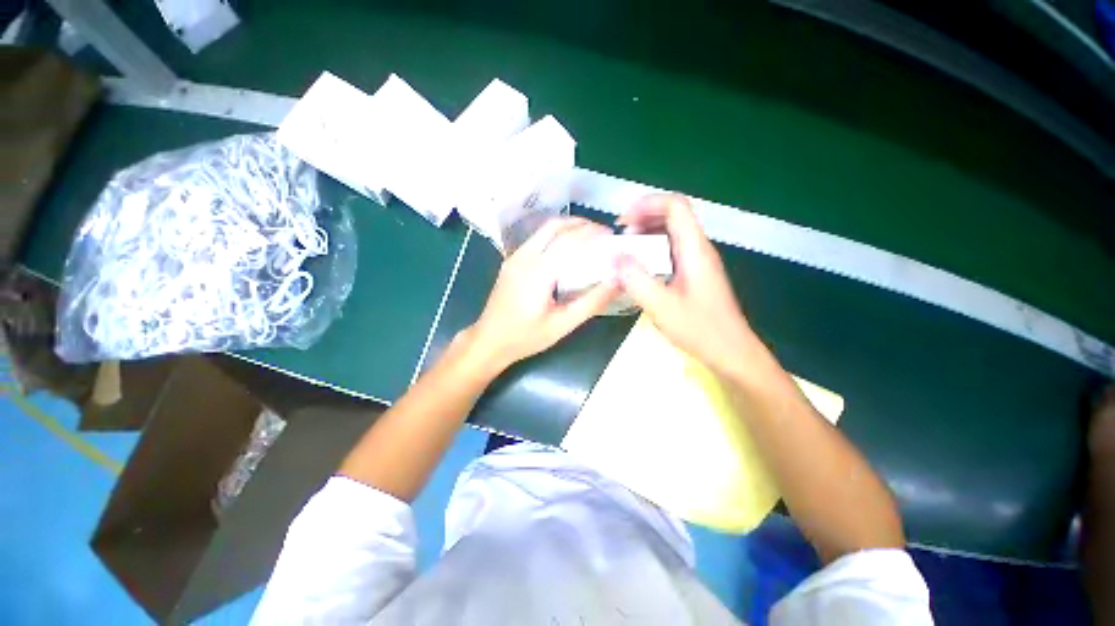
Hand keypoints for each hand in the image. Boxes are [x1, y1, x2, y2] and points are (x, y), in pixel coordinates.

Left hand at [468, 217, 619, 370]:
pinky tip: (566, 250)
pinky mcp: (511, 261)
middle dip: (581, 224)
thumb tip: (618, 281)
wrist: (489, 340)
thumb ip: (592, 302)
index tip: (612, 235)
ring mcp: (515, 257)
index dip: (592, 233)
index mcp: (538, 271)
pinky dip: (555, 236)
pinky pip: (537, 239)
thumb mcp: (563, 324)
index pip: (569, 240)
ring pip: (544, 229)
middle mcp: (525, 256)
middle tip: (601, 233)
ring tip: (588, 238)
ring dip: (568, 227)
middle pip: (555, 226)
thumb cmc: (526, 337)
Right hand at [616, 194, 757, 377]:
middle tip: (620, 236)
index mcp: (695, 250)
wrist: (731, 352)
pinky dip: (652, 250)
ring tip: (625, 249)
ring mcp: (698, 261)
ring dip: (646, 234)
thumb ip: (637, 280)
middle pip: (673, 216)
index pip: (675, 206)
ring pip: (671, 233)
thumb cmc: (701, 330)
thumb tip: (615, 258)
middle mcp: (699, 249)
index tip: (623, 220)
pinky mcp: (694, 274)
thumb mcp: (662, 306)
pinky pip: (671, 250)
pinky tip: (640, 267)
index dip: (647, 204)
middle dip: (643, 217)